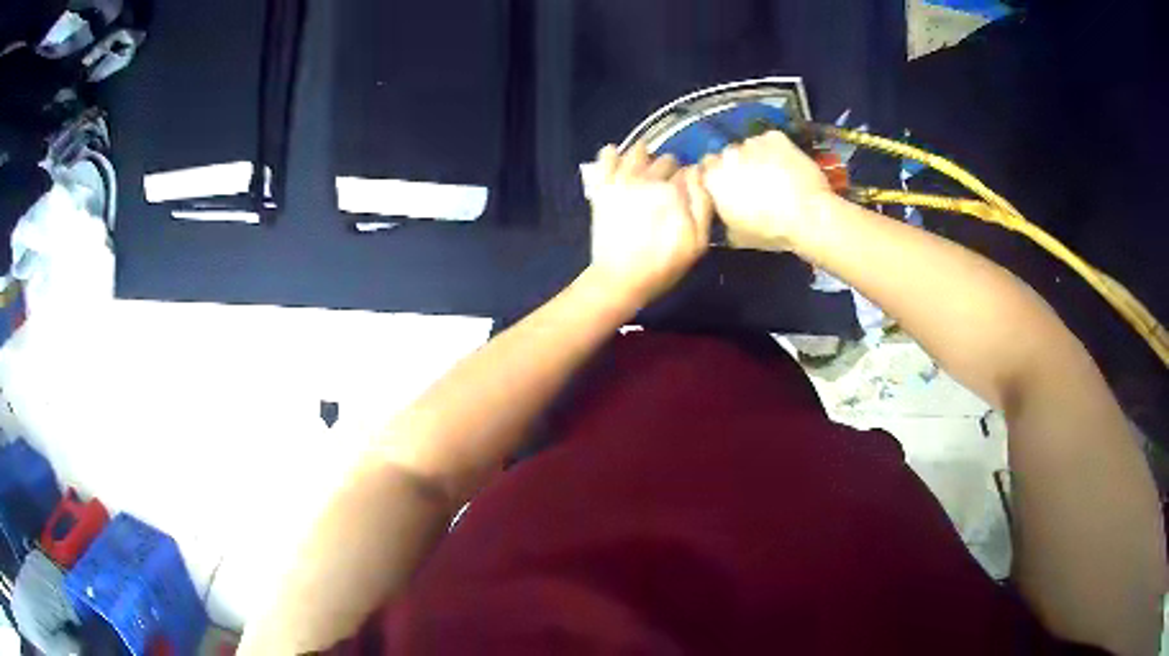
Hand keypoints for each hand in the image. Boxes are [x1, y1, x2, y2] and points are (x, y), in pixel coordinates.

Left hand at [587, 143, 713, 303]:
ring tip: (646, 169)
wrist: (619, 279)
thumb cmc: (663, 265)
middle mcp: (649, 178)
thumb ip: (702, 204)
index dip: (691, 180)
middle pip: (666, 160)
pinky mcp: (603, 187)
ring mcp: (623, 180)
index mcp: (674, 190)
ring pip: (639, 151)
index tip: (689, 190)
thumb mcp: (697, 242)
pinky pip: (606, 157)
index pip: (689, 171)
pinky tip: (617, 157)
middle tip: (669, 184)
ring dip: (645, 156)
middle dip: (670, 169)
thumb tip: (698, 172)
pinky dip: (613, 154)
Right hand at [702, 131, 835, 251]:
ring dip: (758, 157)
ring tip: (775, 175)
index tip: (731, 186)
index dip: (720, 176)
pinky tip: (787, 166)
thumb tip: (724, 210)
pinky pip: (771, 140)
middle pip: (728, 154)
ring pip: (750, 146)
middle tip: (755, 183)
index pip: (707, 168)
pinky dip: (776, 149)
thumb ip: (722, 215)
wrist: (808, 217)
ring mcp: (752, 142)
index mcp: (713, 178)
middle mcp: (728, 154)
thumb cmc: (770, 231)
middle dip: (739, 165)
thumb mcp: (736, 236)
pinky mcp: (775, 137)